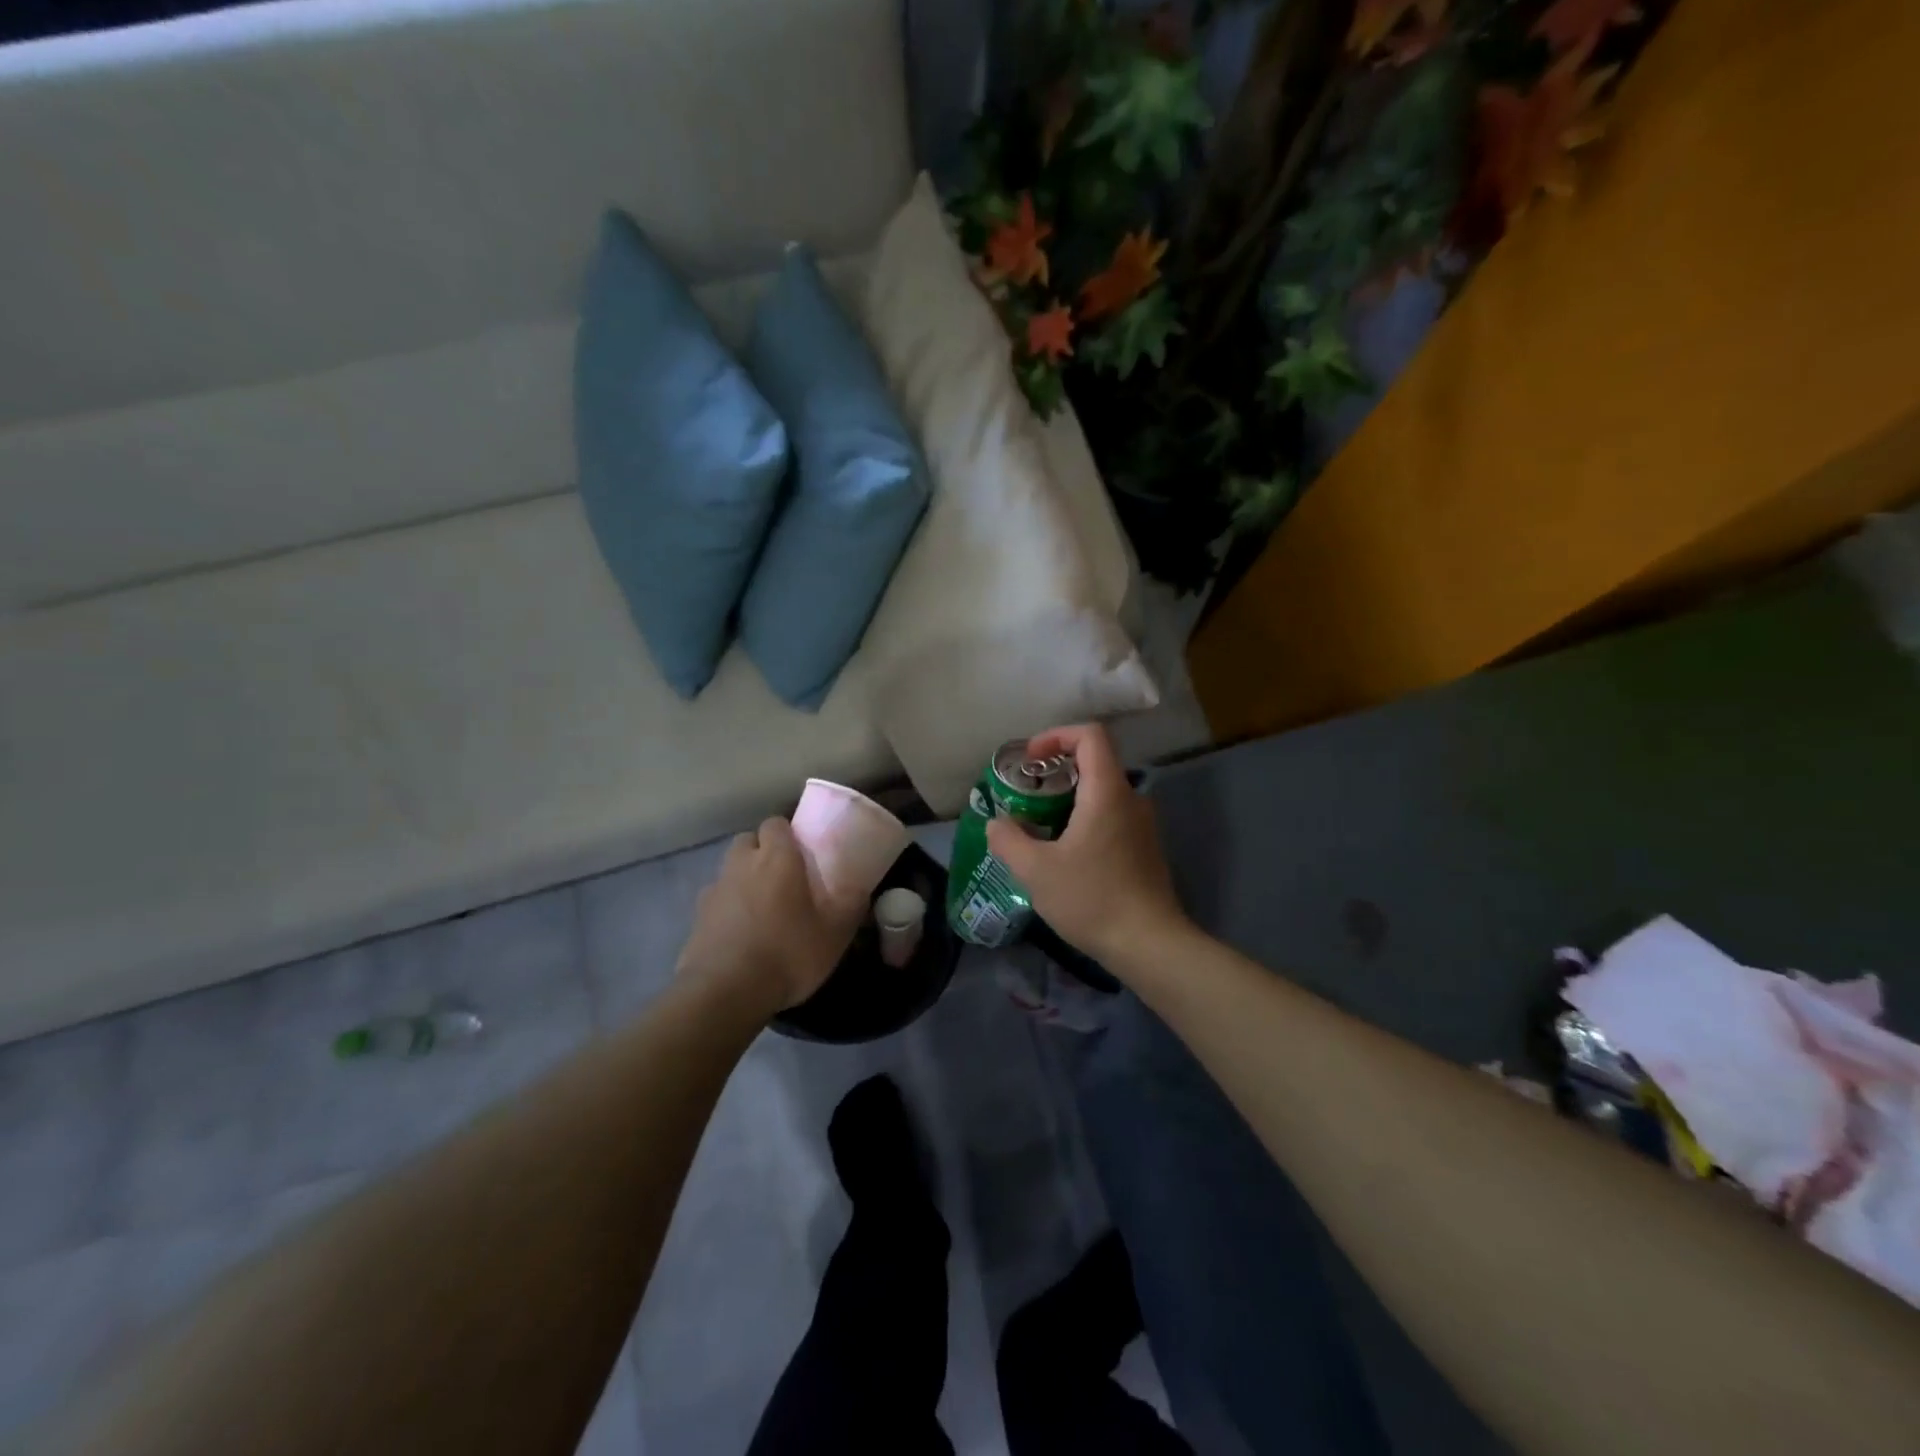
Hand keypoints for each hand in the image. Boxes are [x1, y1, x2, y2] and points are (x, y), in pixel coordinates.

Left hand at [679, 818, 858, 1014]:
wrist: (725, 992)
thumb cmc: (788, 953)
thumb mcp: (835, 933)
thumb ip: (851, 904)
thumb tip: (861, 888)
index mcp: (776, 858)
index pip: (776, 823)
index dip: (788, 834)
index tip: (802, 852)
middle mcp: (741, 864)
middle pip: (748, 840)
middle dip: (762, 851)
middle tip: (782, 876)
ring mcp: (714, 890)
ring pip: (729, 869)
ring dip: (743, 878)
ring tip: (762, 907)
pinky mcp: (697, 918)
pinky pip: (716, 900)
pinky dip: (727, 907)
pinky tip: (740, 932)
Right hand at [984, 724, 1187, 965]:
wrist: (1149, 944)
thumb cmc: (1092, 899)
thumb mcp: (1036, 871)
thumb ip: (1009, 840)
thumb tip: (997, 823)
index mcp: (1107, 792)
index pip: (1090, 735)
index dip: (1056, 736)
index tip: (1030, 760)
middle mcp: (1131, 799)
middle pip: (1095, 761)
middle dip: (1056, 770)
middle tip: (1027, 795)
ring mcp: (1142, 825)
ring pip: (1102, 792)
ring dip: (1068, 798)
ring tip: (1039, 826)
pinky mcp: (1144, 848)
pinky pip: (1111, 816)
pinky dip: (1084, 818)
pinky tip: (1064, 853)